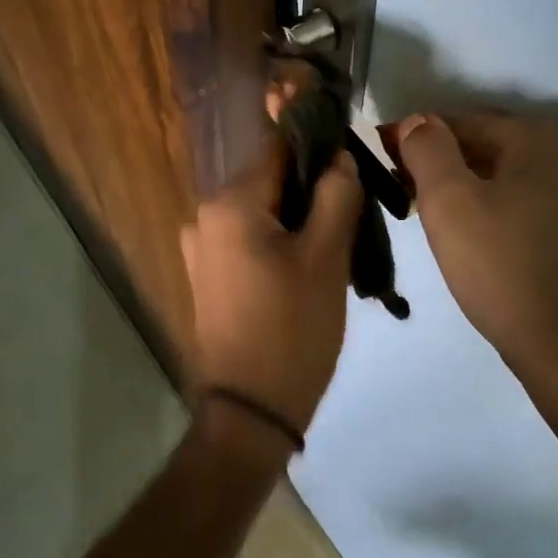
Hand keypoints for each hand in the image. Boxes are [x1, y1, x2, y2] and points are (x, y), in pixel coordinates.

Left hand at [181, 140, 361, 437]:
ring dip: (300, 219)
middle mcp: (205, 215)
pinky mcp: (208, 276)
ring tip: (337, 247)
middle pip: (272, 182)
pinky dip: (280, 243)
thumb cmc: (292, 328)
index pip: (281, 148)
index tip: (355, 160)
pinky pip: (250, 241)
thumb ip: (336, 194)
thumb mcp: (326, 256)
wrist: (250, 410)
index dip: (321, 147)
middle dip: (313, 191)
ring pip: (264, 213)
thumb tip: (339, 155)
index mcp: (230, 203)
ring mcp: (202, 248)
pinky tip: (308, 268)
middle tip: (355, 216)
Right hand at [390, 113, 557, 396]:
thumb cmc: (497, 266)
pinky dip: (484, 200)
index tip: (377, 159)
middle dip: (435, 160)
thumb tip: (416, 121)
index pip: (455, 121)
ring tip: (420, 207)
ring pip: (497, 170)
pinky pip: (515, 194)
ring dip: (457, 181)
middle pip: (479, 143)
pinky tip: (461, 225)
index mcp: (533, 136)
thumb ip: (426, 148)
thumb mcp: (448, 201)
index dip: (410, 138)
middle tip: (395, 187)